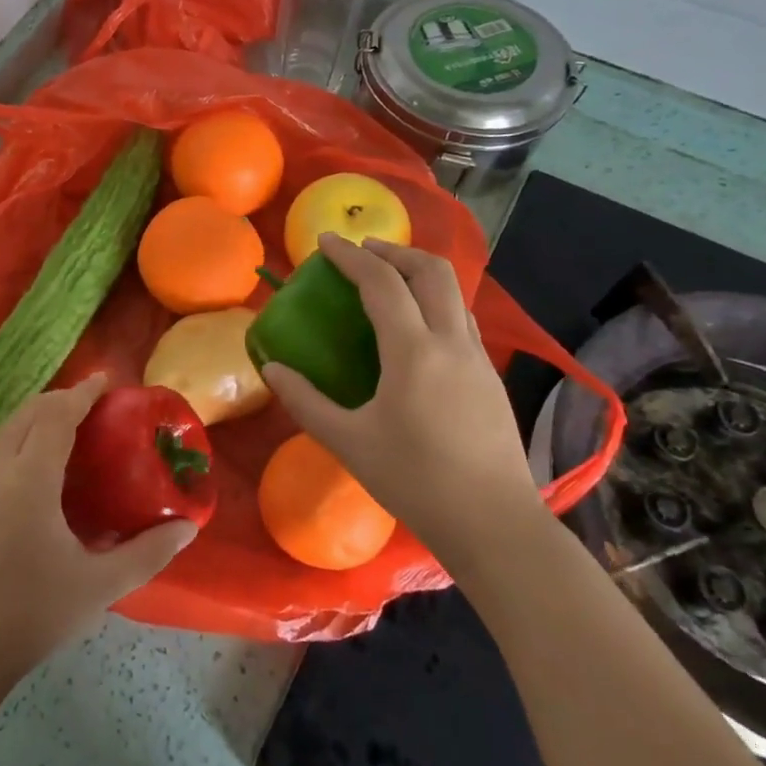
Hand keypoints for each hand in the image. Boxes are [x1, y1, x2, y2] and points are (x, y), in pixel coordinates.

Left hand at [0, 375, 197, 692]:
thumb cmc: (32, 613)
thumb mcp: (99, 586)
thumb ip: (148, 553)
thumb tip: (187, 528)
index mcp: (29, 479)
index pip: (56, 416)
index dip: (81, 393)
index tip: (105, 380)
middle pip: (27, 414)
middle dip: (59, 399)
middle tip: (93, 404)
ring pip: (6, 431)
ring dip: (36, 418)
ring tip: (69, 429)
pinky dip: (20, 440)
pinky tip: (38, 471)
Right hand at [262, 234, 548, 582]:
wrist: (494, 523)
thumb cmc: (414, 481)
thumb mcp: (347, 442)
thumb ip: (305, 401)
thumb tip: (272, 371)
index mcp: (414, 351)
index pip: (382, 283)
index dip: (351, 256)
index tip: (325, 241)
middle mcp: (451, 342)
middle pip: (431, 272)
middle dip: (394, 251)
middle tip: (362, 252)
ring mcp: (478, 359)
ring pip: (453, 294)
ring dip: (418, 275)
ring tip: (388, 282)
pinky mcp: (490, 379)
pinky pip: (461, 320)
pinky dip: (434, 304)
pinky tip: (415, 331)